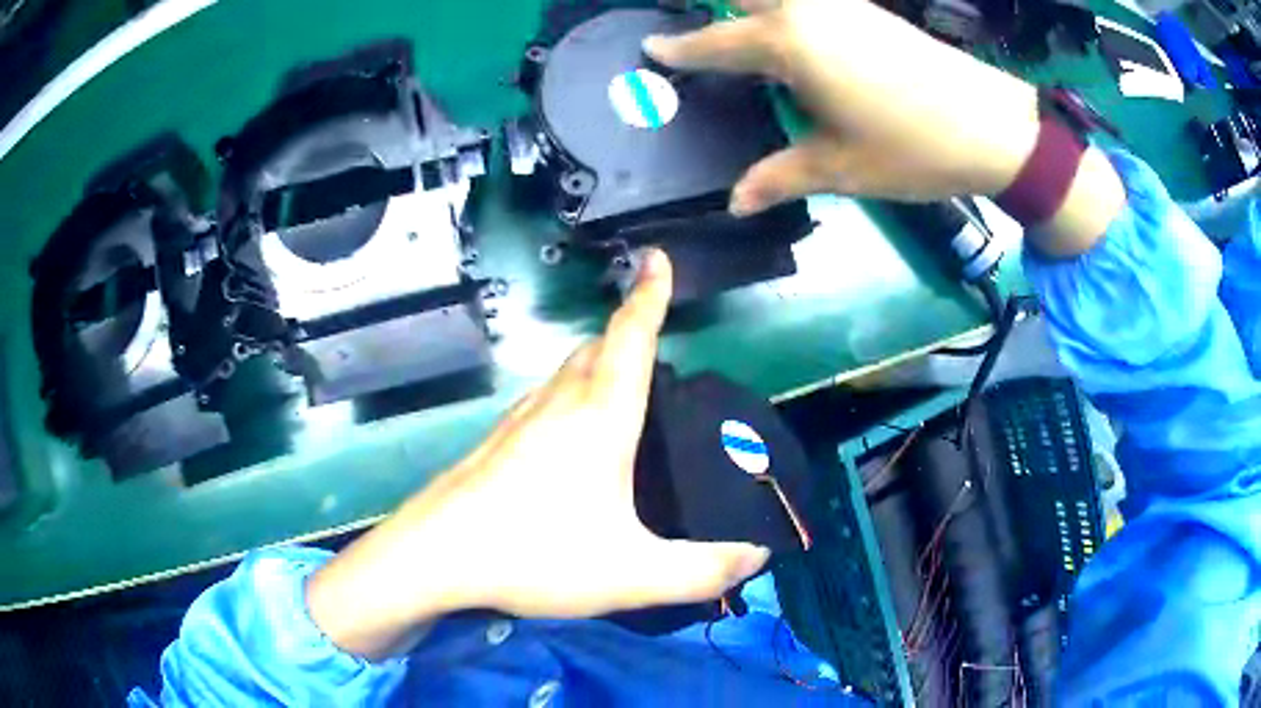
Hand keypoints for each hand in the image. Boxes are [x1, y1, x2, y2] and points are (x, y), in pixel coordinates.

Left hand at [307, 251, 768, 659]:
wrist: (435, 556)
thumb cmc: (535, 554)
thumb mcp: (632, 575)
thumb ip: (702, 571)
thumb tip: (756, 556)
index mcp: (598, 418)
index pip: (631, 338)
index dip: (649, 296)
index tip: (656, 258)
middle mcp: (557, 405)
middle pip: (596, 348)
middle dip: (626, 332)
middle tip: (655, 347)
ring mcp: (518, 421)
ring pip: (565, 372)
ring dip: (596, 363)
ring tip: (621, 390)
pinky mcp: (495, 443)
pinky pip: (543, 399)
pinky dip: (568, 395)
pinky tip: (569, 439)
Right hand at [645, 0, 1041, 208]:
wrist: (993, 126)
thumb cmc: (912, 149)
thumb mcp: (840, 168)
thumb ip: (780, 175)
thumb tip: (736, 202)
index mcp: (790, 45)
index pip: (717, 43)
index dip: (681, 48)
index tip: (652, 47)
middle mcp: (809, 11)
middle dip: (713, 4)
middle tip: (689, 18)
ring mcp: (843, 5)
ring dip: (754, 4)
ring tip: (736, 24)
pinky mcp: (870, 10)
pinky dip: (788, 6)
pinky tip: (791, 27)